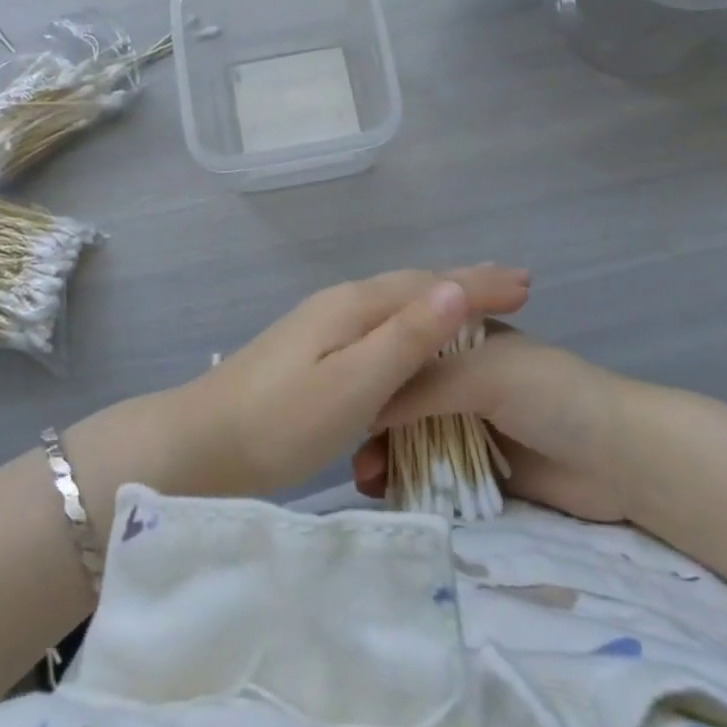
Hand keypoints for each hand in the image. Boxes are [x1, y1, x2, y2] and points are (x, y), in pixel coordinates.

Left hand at [160, 266, 531, 499]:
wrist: (199, 443)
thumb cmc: (280, 422)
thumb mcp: (352, 385)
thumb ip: (404, 338)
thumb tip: (455, 289)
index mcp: (355, 306)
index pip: (430, 285)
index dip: (479, 284)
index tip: (528, 283)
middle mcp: (341, 302)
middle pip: (413, 284)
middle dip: (464, 283)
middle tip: (513, 286)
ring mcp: (322, 322)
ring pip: (394, 301)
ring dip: (438, 299)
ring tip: (474, 304)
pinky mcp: (312, 347)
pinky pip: (378, 320)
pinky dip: (410, 320)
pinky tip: (411, 337)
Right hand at [353, 325, 630, 522]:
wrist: (622, 459)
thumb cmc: (551, 395)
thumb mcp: (482, 374)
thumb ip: (421, 386)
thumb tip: (361, 404)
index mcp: (463, 342)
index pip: (404, 349)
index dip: (372, 370)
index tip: (340, 395)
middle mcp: (462, 380)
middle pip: (404, 397)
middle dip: (374, 421)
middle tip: (349, 451)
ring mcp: (472, 426)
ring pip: (415, 438)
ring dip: (387, 454)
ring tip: (363, 480)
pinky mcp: (483, 471)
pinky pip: (437, 474)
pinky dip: (411, 482)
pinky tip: (385, 494)